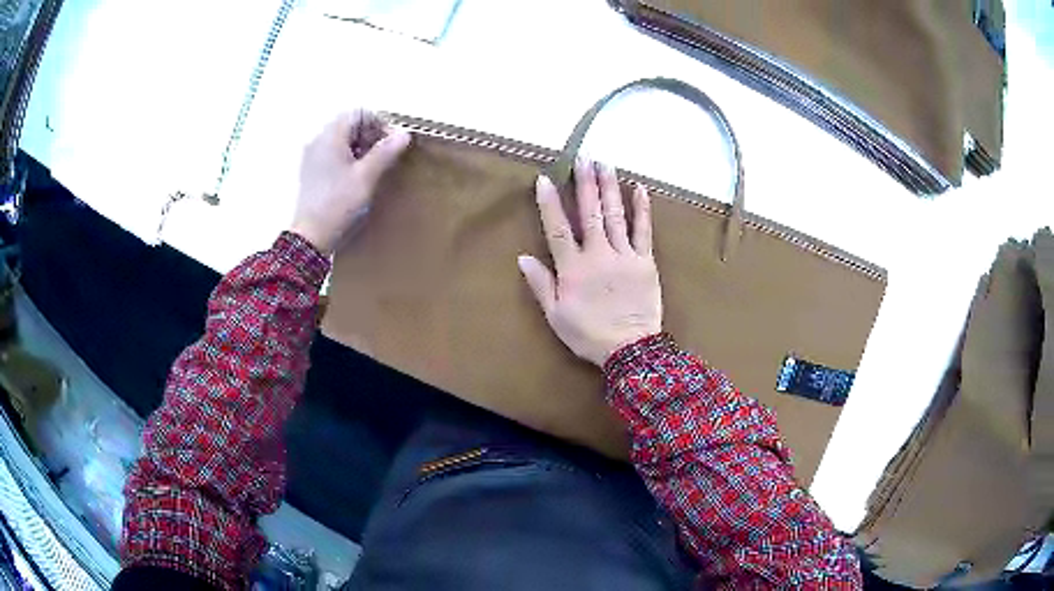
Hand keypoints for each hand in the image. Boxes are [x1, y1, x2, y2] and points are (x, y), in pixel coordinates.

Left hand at [291, 110, 411, 255]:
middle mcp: (318, 141)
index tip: (392, 142)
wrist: (311, 237)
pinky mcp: (312, 172)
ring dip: (361, 147)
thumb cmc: (338, 204)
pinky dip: (349, 158)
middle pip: (349, 125)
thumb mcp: (366, 177)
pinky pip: (334, 154)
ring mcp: (313, 157)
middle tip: (386, 155)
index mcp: (330, 137)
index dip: (379, 123)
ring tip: (374, 167)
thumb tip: (404, 134)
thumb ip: (385, 152)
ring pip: (342, 140)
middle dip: (371, 135)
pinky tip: (358, 177)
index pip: (358, 113)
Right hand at [518, 159, 661, 367]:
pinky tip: (639, 188)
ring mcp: (624, 255)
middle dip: (585, 183)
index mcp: (573, 268)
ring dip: (609, 187)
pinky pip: (644, 230)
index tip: (544, 178)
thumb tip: (523, 257)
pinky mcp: (645, 261)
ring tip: (604, 163)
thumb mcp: (556, 316)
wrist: (630, 350)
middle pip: (590, 213)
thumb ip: (541, 285)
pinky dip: (642, 209)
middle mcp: (598, 254)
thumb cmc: (588, 334)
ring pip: (615, 215)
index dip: (550, 202)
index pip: (558, 228)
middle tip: (582, 157)